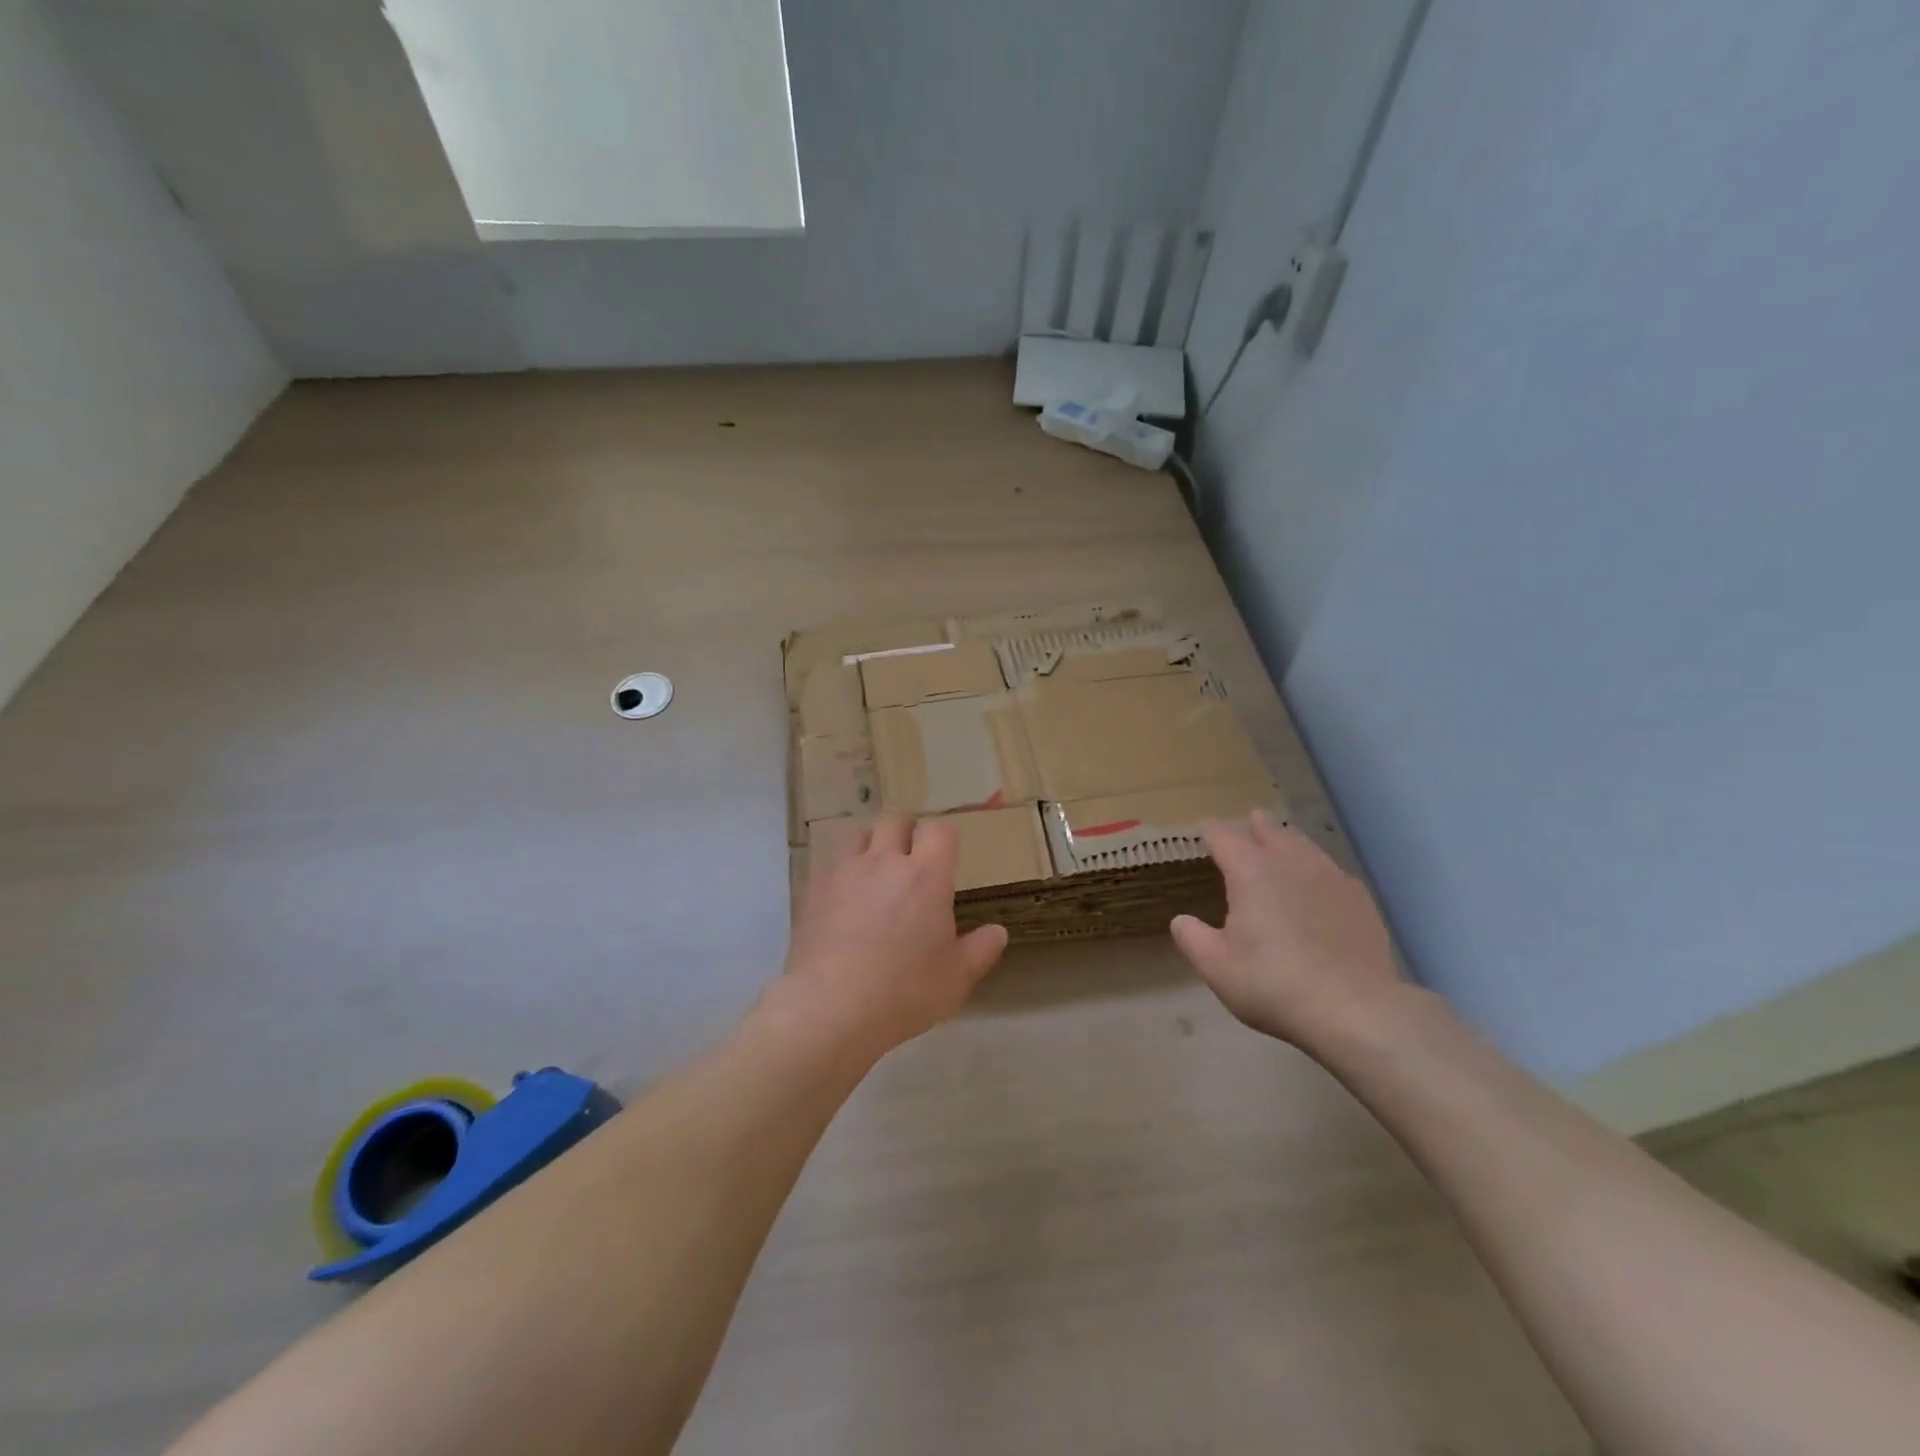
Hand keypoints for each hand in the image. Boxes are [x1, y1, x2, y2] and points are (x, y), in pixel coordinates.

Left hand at [770, 814, 1008, 1058]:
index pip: (939, 830)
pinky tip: (844, 896)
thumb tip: (998, 932)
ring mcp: (844, 872)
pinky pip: (831, 862)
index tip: (948, 855)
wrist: (830, 1007)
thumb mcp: (955, 978)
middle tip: (912, 859)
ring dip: (872, 845)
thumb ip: (980, 950)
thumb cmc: (903, 991)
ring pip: (860, 834)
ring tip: (876, 872)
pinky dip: (843, 870)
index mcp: (926, 876)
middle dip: (908, 832)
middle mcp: (884, 862)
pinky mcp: (813, 889)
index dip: (945, 837)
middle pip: (896, 820)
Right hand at [1170, 811, 1402, 1047]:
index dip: (1210, 830)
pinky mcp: (1359, 899)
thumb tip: (1181, 920)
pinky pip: (1331, 871)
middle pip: (1270, 831)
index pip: (1223, 836)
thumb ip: (1192, 938)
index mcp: (1250, 871)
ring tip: (1283, 845)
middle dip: (1255, 826)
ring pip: (1305, 845)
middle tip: (1249, 822)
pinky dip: (1318, 870)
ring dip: (1289, 842)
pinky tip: (1320, 885)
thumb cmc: (1273, 984)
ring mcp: (1330, 877)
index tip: (1203, 829)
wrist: (1355, 1010)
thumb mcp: (1216, 967)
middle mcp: (1290, 862)